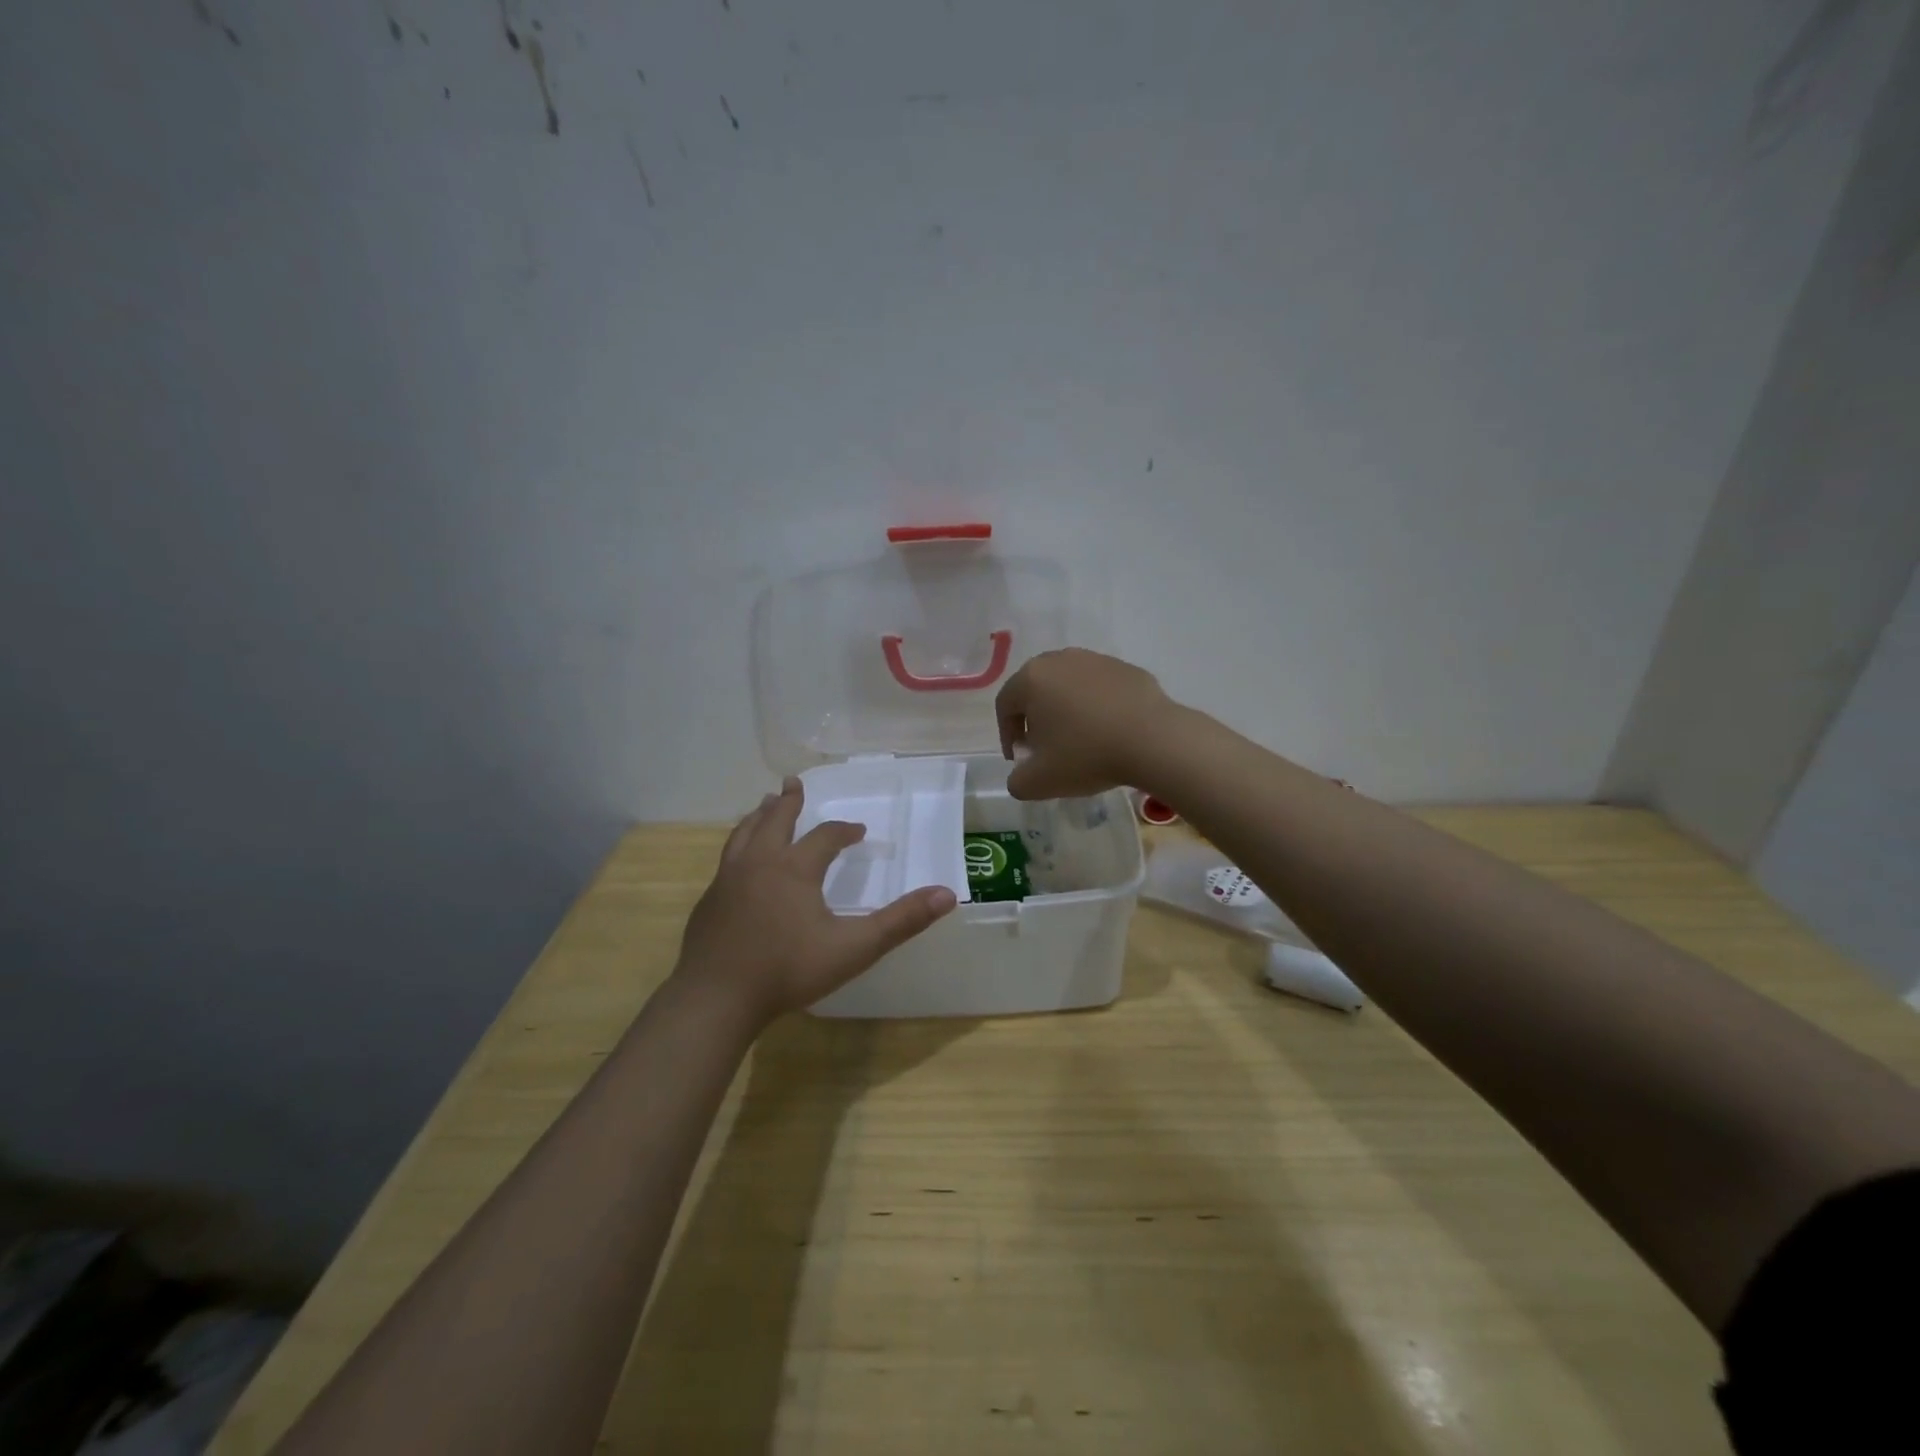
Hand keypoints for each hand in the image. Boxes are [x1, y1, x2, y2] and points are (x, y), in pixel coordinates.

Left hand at [676, 778, 957, 1025]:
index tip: (858, 831)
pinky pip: (727, 860)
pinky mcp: (708, 901)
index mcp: (795, 868)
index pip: (824, 836)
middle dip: (789, 802)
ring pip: (743, 834)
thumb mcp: (854, 948)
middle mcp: (759, 863)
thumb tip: (947, 895)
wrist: (716, 998)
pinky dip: (739, 846)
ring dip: (759, 816)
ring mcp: (727, 881)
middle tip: (794, 783)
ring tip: (764, 805)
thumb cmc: (788, 970)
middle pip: (775, 821)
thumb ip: (901, 922)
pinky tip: (739, 861)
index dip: (844, 831)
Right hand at [994, 648, 1183, 799]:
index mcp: (1031, 679)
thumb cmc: (1087, 755)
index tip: (1020, 760)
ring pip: (1068, 686)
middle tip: (1045, 748)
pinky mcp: (1126, 668)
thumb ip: (1017, 781)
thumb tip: (1021, 776)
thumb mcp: (1039, 782)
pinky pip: (1099, 688)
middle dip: (1035, 719)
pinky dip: (1096, 706)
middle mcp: (1060, 660)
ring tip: (1079, 740)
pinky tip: (1108, 732)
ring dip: (1066, 710)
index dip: (1007, 735)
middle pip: (1036, 690)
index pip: (1005, 706)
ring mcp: (1096, 659)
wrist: (1154, 740)